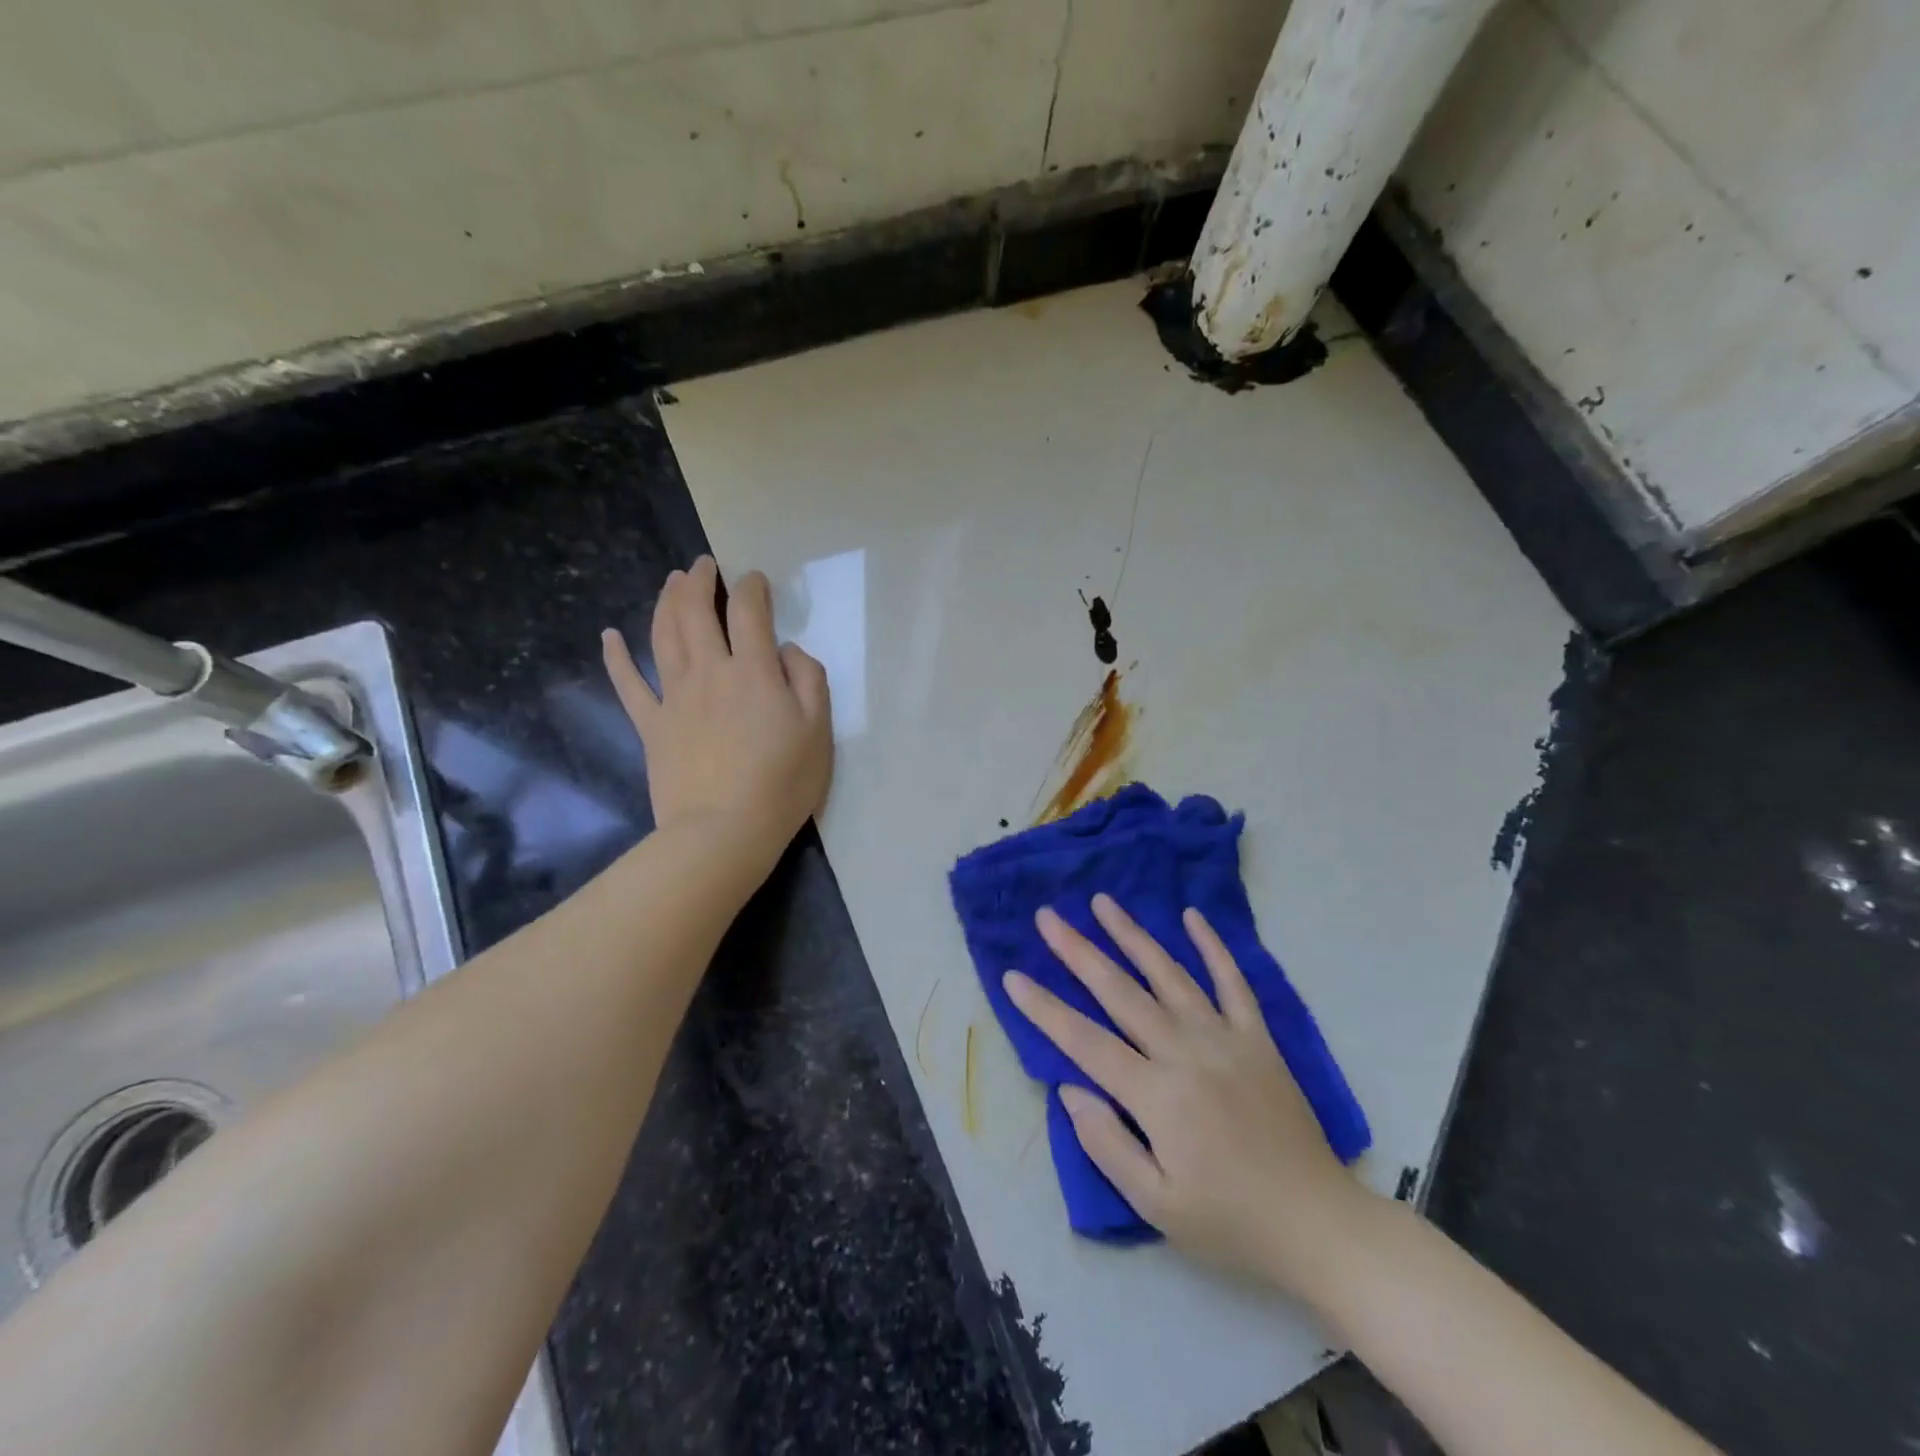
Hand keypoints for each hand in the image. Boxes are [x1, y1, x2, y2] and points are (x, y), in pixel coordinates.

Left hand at [602, 556, 831, 863]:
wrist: (723, 831)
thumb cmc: (781, 783)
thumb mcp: (818, 730)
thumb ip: (808, 680)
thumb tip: (787, 651)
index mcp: (753, 671)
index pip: (749, 612)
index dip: (751, 587)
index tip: (754, 579)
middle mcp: (709, 672)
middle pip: (696, 613)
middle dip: (700, 581)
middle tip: (703, 564)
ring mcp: (674, 697)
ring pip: (663, 636)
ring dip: (666, 602)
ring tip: (672, 582)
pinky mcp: (651, 726)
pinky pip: (628, 684)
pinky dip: (616, 657)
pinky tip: (609, 636)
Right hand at [1004, 895, 1367, 1291]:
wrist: (1317, 1224)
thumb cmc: (1229, 1222)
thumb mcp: (1157, 1206)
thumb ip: (1107, 1144)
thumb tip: (1069, 1089)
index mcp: (1156, 1094)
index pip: (1084, 1040)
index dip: (1044, 1008)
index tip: (1012, 976)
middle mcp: (1185, 1052)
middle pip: (1120, 992)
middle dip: (1078, 951)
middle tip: (1047, 917)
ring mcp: (1225, 1038)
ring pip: (1169, 974)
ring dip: (1132, 935)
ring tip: (1102, 902)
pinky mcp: (1258, 1038)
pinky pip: (1233, 982)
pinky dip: (1212, 946)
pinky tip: (1192, 916)